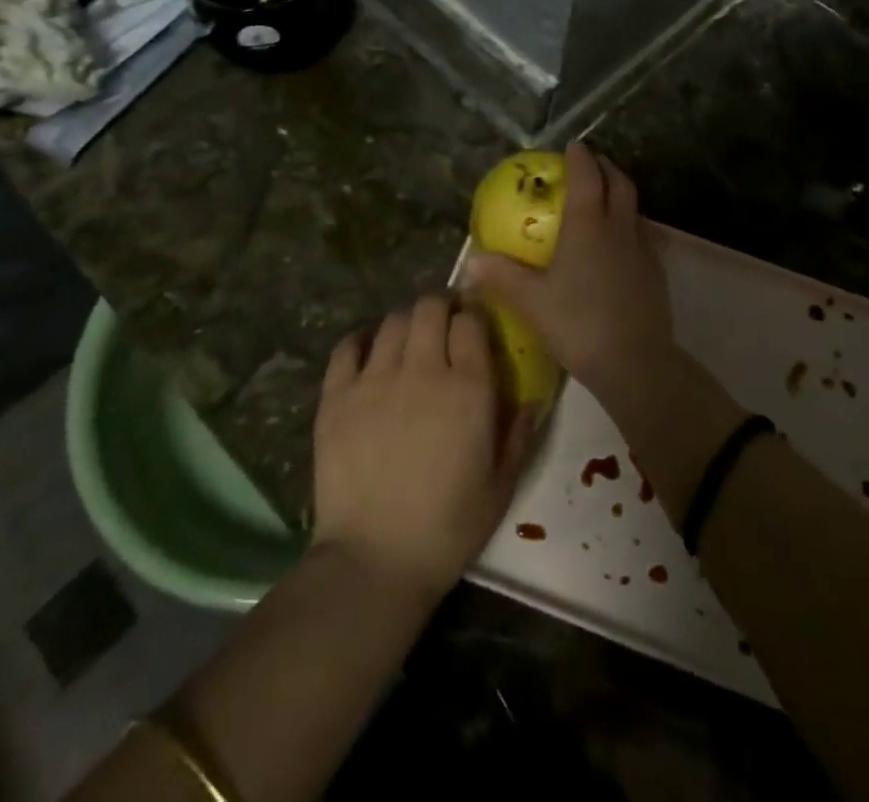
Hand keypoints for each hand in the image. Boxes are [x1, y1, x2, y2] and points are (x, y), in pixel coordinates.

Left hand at [311, 294, 533, 604]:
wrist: (374, 561)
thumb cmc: (448, 527)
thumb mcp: (500, 485)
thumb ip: (518, 434)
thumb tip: (532, 400)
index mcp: (468, 388)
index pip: (471, 321)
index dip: (473, 317)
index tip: (473, 326)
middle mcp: (423, 370)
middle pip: (429, 307)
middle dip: (440, 307)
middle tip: (442, 325)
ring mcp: (375, 380)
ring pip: (392, 322)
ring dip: (405, 324)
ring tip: (408, 343)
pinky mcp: (336, 398)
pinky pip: (346, 348)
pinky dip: (359, 342)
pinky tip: (367, 354)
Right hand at [467, 143, 675, 402]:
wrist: (634, 361)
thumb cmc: (578, 323)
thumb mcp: (532, 301)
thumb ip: (502, 277)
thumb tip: (470, 260)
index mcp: (588, 225)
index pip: (587, 177)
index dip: (580, 158)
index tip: (572, 145)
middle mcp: (619, 227)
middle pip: (619, 183)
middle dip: (605, 166)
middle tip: (590, 163)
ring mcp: (643, 248)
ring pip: (634, 207)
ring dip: (620, 193)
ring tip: (604, 198)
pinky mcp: (656, 271)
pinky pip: (642, 233)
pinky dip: (629, 223)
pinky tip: (618, 243)